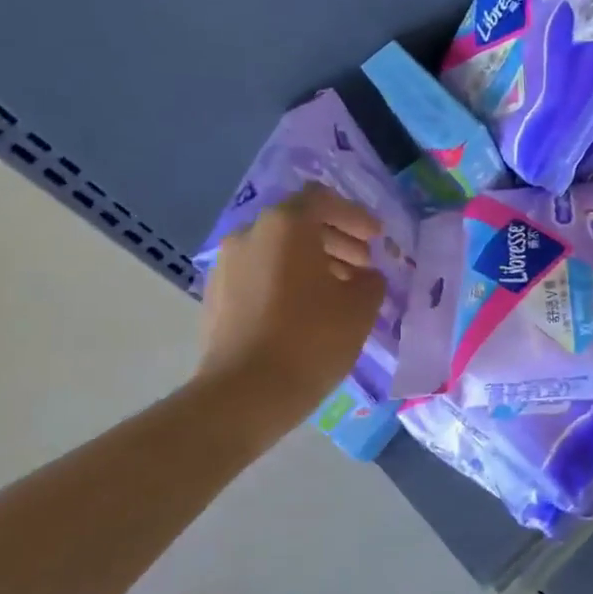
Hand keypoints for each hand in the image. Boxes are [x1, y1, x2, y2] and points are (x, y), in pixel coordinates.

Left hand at [197, 183, 385, 417]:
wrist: (245, 393)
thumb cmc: (311, 339)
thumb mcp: (360, 307)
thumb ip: (370, 280)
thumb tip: (364, 276)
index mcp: (286, 226)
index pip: (323, 199)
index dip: (355, 216)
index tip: (376, 239)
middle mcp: (249, 235)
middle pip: (298, 223)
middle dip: (336, 239)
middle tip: (363, 265)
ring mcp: (226, 265)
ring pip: (277, 250)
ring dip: (312, 261)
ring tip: (339, 290)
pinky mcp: (216, 296)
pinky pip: (259, 273)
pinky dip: (287, 280)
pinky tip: (307, 310)